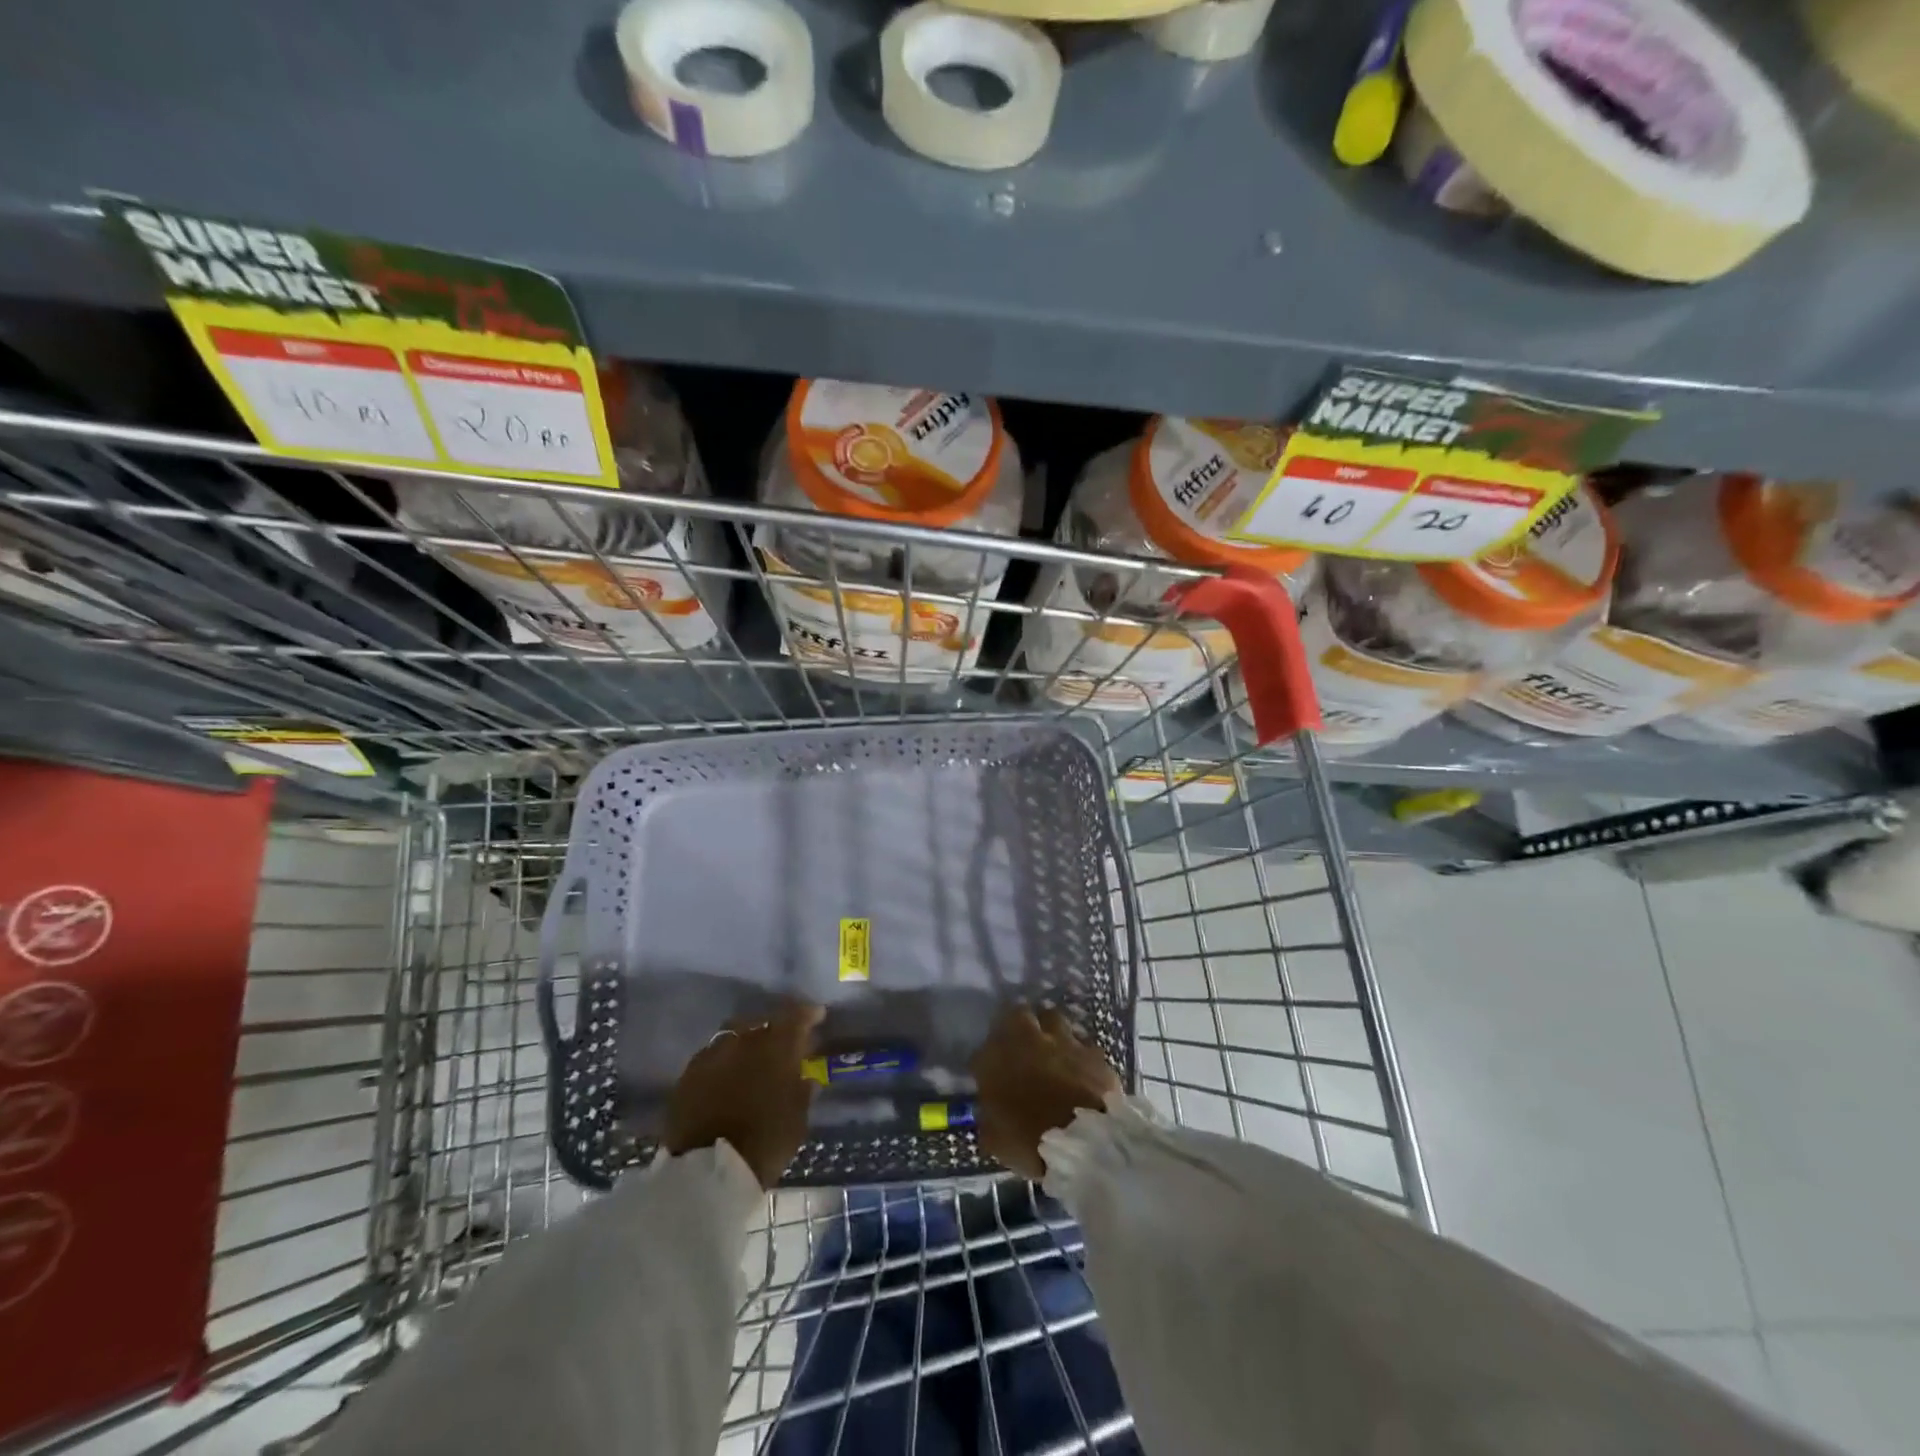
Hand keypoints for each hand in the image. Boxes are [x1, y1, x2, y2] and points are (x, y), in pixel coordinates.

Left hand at [664, 1002, 823, 1188]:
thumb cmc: (765, 1143)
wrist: (708, 1171)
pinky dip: (723, 1063)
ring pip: (733, 1037)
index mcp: (776, 1046)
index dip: (808, 1014)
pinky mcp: (688, 1074)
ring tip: (751, 1062)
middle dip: (774, 1031)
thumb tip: (804, 1076)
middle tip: (781, 1046)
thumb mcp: (798, 1117)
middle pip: (762, 1024)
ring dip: (746, 1045)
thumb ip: (802, 1088)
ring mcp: (712, 1054)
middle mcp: (743, 1040)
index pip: (796, 1016)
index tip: (817, 1016)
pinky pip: (712, 1057)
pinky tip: (726, 1078)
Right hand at [971, 1006, 1121, 1180]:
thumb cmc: (1029, 1142)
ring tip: (1051, 1042)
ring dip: (1049, 1026)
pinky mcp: (1092, 1051)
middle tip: (1020, 1039)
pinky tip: (1079, 1060)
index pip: (982, 1048)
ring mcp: (1063, 1041)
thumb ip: (989, 1116)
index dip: (987, 1057)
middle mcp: (1027, 1040)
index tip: (991, 1069)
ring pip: (1052, 1016)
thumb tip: (990, 1109)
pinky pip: (1082, 1041)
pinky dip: (1078, 1049)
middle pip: (1018, 1014)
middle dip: (1017, 1022)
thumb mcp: (995, 1139)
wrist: (1084, 1142)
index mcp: (996, 1059)